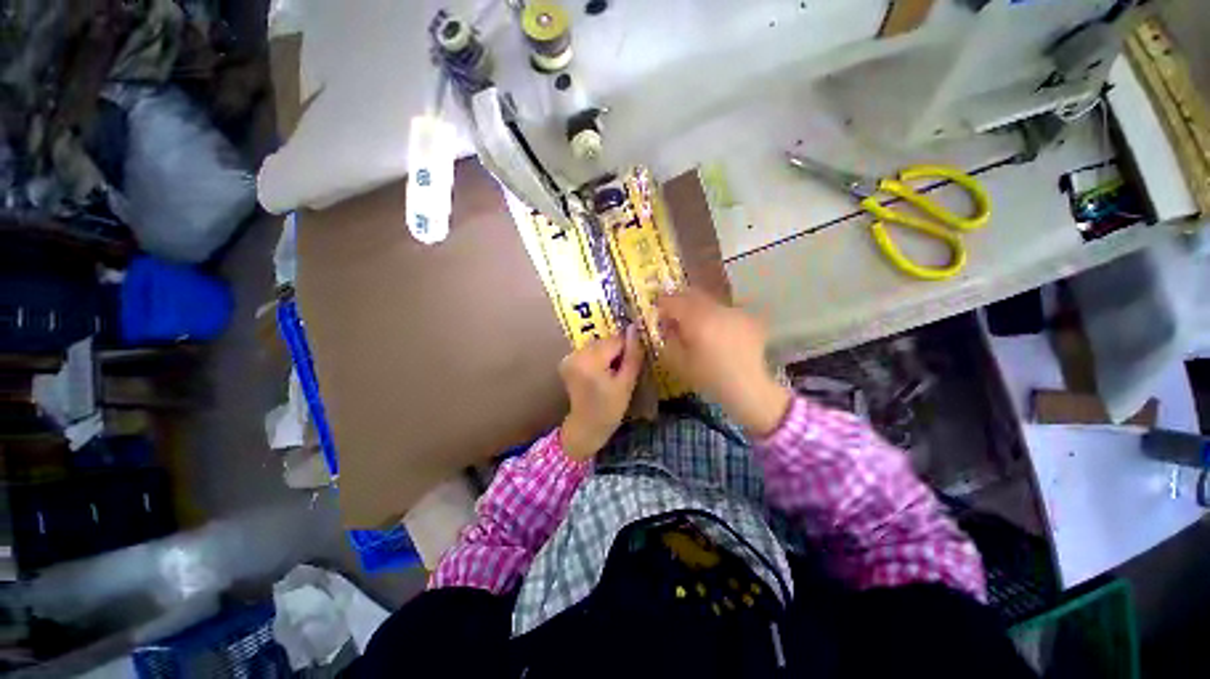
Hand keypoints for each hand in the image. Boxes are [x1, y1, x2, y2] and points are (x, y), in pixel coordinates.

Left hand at [559, 326, 643, 460]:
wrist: (586, 427)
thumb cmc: (610, 409)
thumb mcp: (626, 383)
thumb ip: (633, 355)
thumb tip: (636, 328)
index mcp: (590, 361)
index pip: (616, 340)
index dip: (628, 349)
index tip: (632, 363)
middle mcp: (576, 355)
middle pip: (605, 341)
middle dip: (616, 352)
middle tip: (621, 372)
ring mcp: (569, 357)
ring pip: (597, 345)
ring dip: (607, 354)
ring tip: (611, 374)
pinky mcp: (567, 361)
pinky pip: (588, 351)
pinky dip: (597, 358)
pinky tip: (600, 373)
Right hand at [657, 288, 791, 436]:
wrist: (752, 388)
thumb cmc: (711, 378)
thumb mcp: (680, 363)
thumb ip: (669, 339)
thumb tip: (666, 325)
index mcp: (697, 319)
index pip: (673, 301)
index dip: (662, 303)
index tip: (656, 310)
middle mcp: (716, 308)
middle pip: (693, 295)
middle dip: (680, 300)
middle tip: (672, 311)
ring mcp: (735, 311)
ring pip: (710, 301)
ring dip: (698, 307)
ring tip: (694, 321)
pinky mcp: (749, 318)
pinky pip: (725, 310)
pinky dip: (715, 315)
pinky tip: (716, 329)